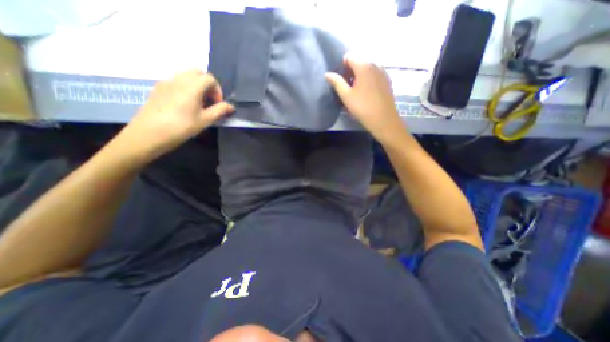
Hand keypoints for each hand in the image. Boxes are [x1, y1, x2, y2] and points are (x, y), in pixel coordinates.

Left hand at [114, 70, 233, 160]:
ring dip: (196, 86)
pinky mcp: (158, 88)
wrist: (149, 133)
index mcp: (192, 86)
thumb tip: (231, 106)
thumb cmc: (182, 127)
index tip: (217, 104)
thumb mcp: (205, 120)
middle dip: (207, 85)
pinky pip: (176, 81)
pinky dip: (185, 88)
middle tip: (209, 101)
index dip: (217, 90)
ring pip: (186, 76)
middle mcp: (179, 79)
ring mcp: (166, 82)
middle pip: (198, 73)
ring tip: (197, 104)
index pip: (210, 78)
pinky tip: (184, 104)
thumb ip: (220, 110)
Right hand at [323, 53, 408, 143]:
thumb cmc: (362, 108)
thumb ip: (336, 82)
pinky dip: (368, 79)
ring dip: (359, 75)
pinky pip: (374, 74)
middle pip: (359, 61)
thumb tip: (327, 74)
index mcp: (364, 65)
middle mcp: (375, 64)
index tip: (340, 80)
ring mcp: (383, 72)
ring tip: (356, 91)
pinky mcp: (387, 80)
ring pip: (367, 68)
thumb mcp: (346, 96)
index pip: (349, 57)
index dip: (342, 67)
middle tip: (347, 87)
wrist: (383, 120)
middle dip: (351, 71)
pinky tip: (366, 93)